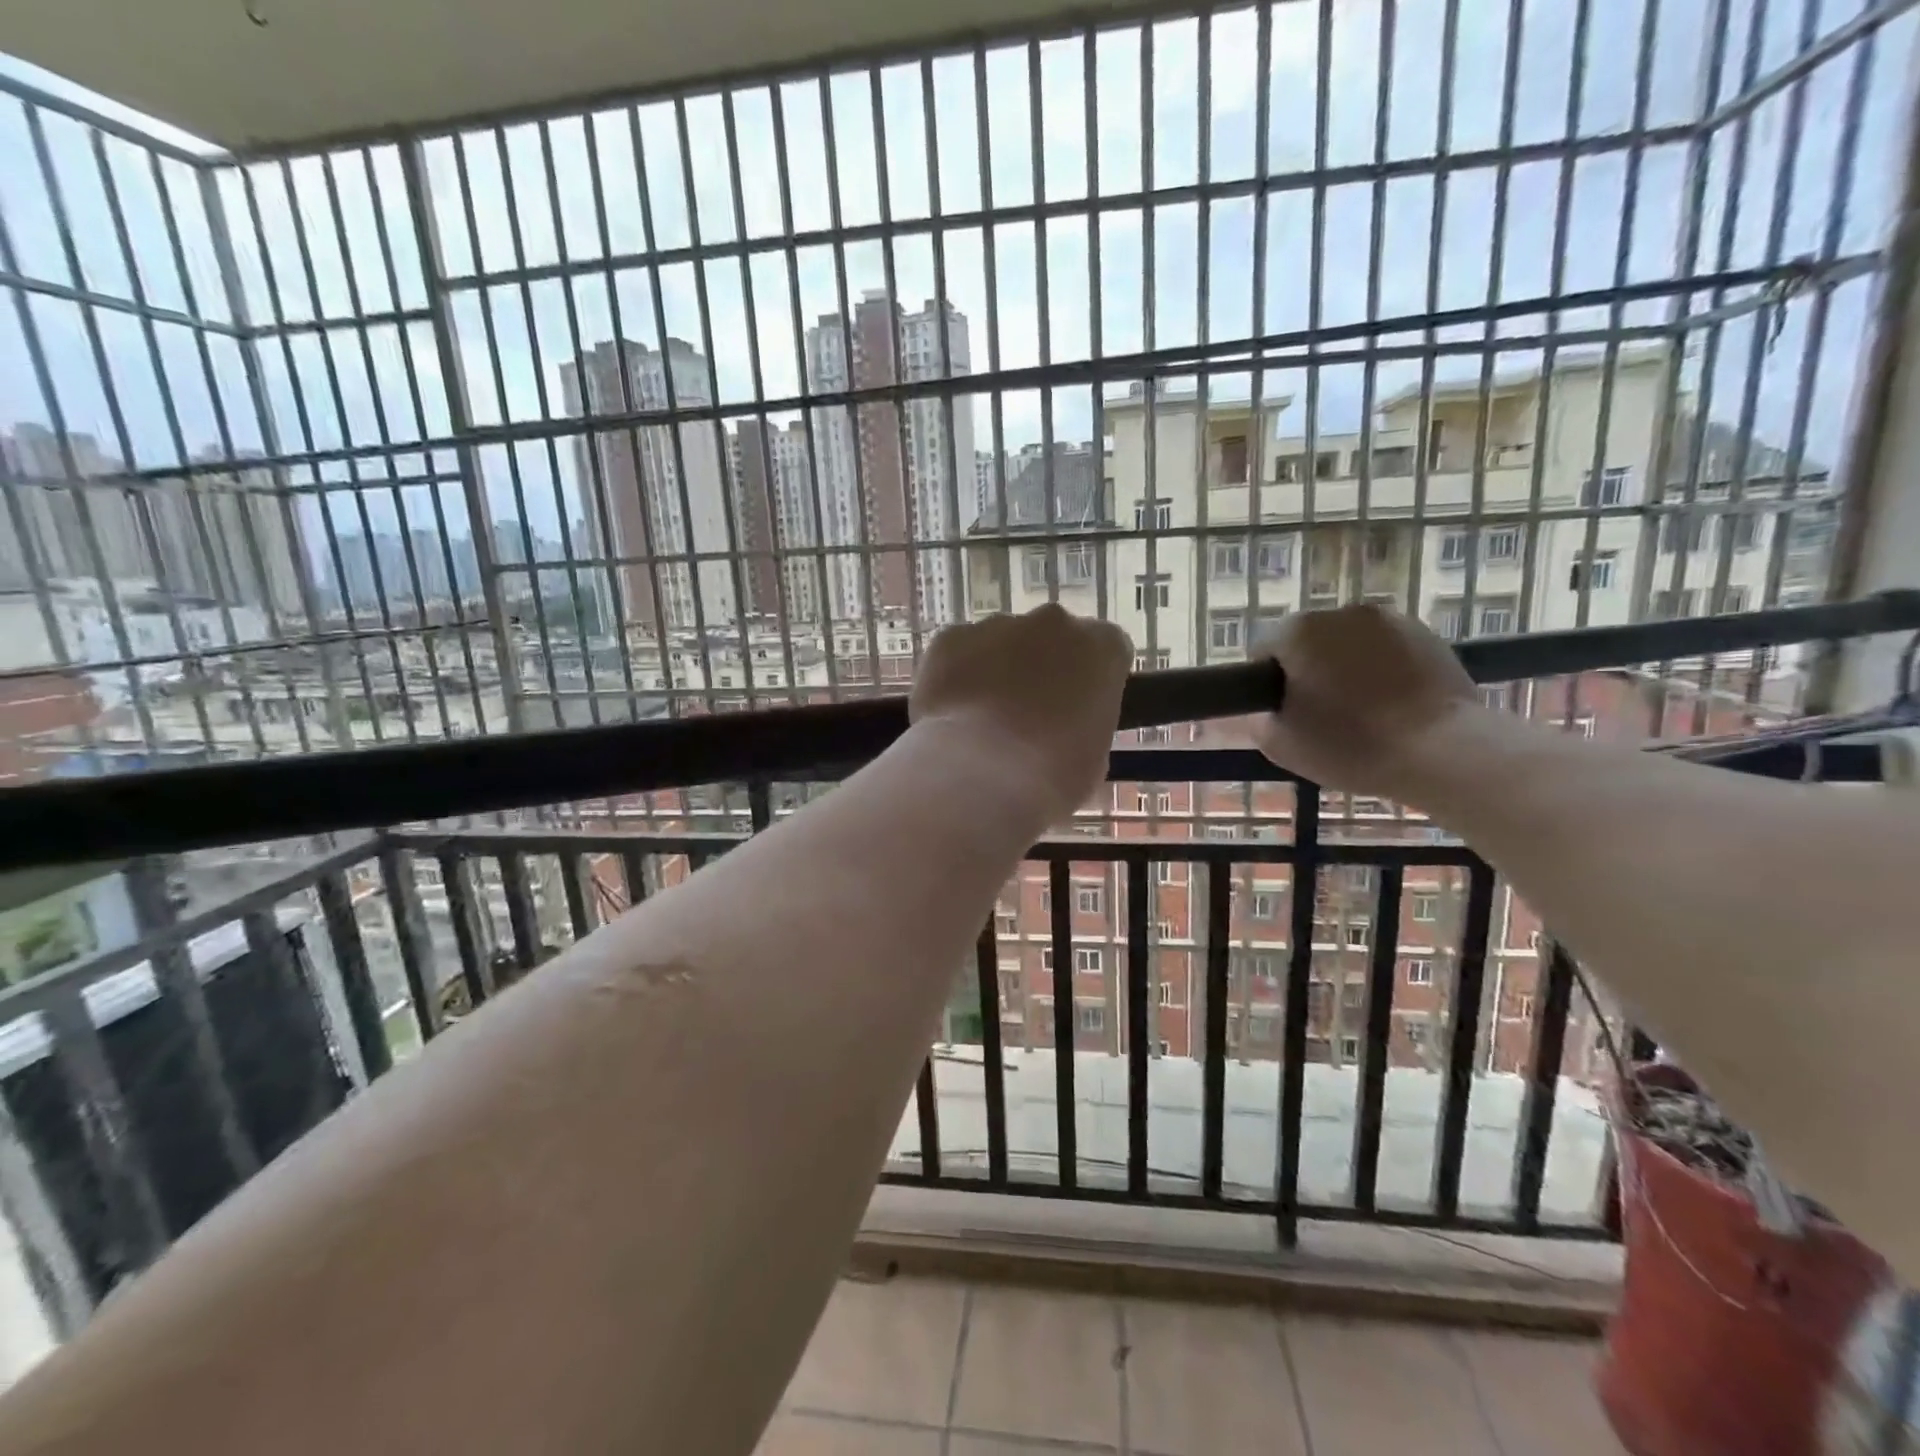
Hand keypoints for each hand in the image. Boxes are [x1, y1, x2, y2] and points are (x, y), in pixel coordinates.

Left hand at [911, 604, 1131, 824]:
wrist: (980, 775)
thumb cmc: (1052, 777)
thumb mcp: (1092, 760)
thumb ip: (1084, 726)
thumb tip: (1066, 731)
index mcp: (1102, 648)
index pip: (1106, 651)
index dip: (1090, 682)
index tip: (1078, 710)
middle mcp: (1053, 622)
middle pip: (1051, 638)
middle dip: (1041, 668)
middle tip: (1028, 716)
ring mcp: (998, 625)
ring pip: (1001, 643)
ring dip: (996, 671)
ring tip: (982, 723)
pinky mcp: (950, 637)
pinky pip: (957, 653)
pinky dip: (955, 676)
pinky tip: (951, 717)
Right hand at [1251, 604, 1477, 797]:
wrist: (1443, 751)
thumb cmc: (1350, 745)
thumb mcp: (1279, 744)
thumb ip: (1258, 718)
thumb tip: (1266, 707)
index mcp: (1297, 632)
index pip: (1263, 650)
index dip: (1267, 683)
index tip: (1283, 713)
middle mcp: (1340, 613)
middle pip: (1307, 641)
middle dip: (1308, 669)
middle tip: (1320, 715)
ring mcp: (1388, 619)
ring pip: (1348, 643)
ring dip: (1345, 667)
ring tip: (1361, 710)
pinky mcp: (1427, 634)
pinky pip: (1386, 649)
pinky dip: (1381, 668)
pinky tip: (1392, 704)